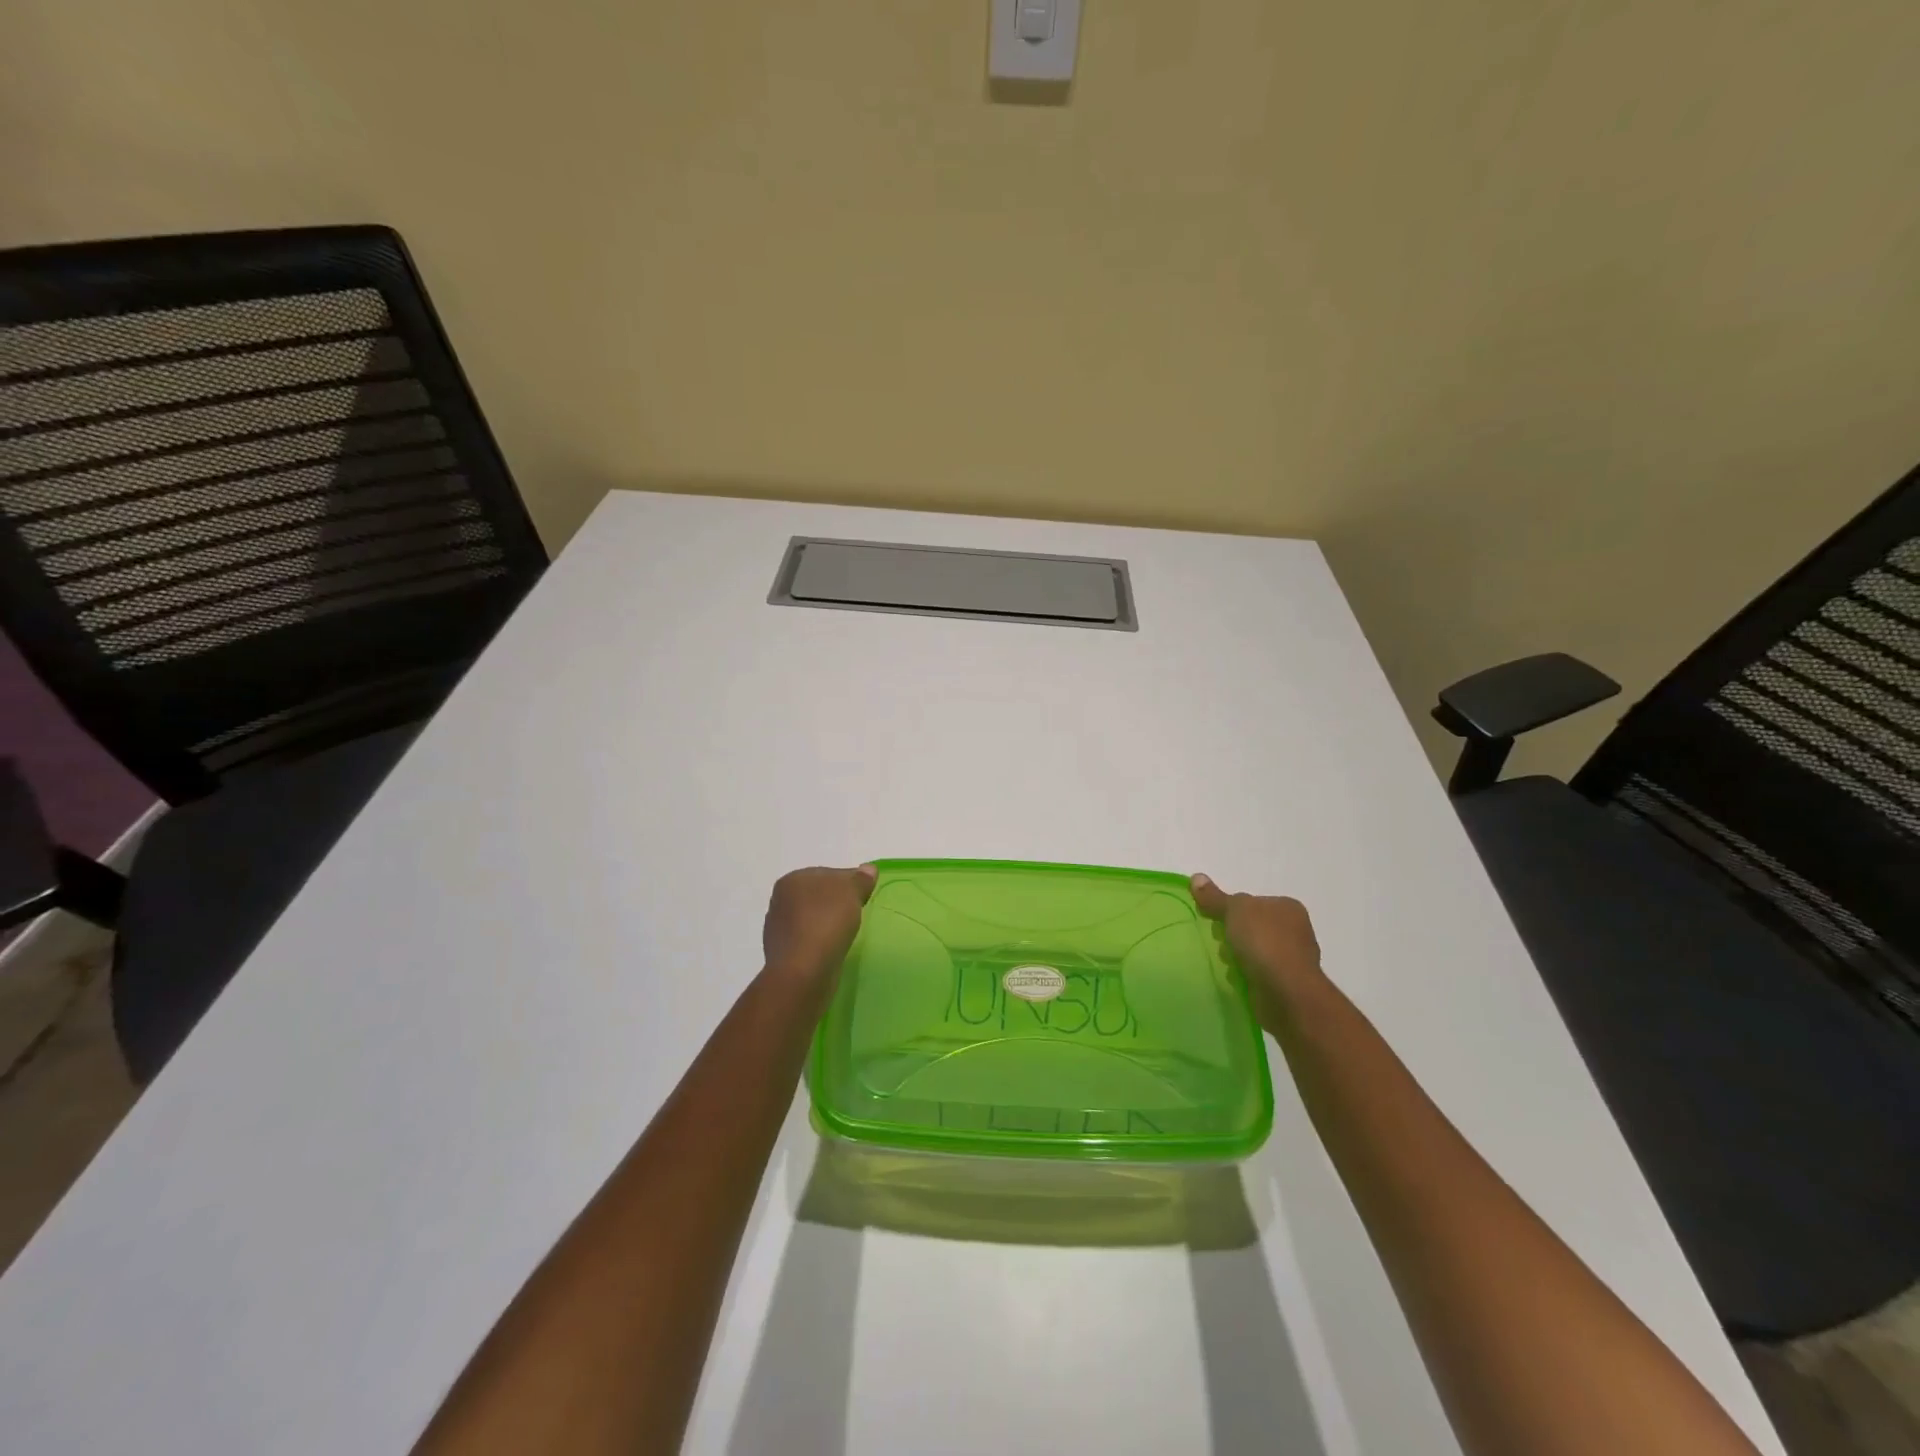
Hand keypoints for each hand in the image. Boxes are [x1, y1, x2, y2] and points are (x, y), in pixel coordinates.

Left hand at [761, 865, 877, 987]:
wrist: (802, 973)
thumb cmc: (825, 923)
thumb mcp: (851, 893)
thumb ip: (860, 879)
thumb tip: (868, 869)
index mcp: (792, 880)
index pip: (828, 873)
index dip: (850, 882)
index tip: (866, 895)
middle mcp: (781, 901)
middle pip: (819, 896)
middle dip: (838, 903)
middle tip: (859, 914)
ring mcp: (780, 929)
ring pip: (813, 919)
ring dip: (829, 924)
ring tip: (848, 934)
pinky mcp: (785, 954)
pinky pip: (810, 940)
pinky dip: (822, 943)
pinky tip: (834, 949)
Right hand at [1190, 873, 1326, 1029]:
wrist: (1287, 993)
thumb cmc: (1265, 943)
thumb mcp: (1235, 910)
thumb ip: (1215, 897)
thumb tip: (1196, 877)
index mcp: (1288, 908)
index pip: (1253, 902)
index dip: (1232, 909)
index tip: (1217, 921)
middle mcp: (1295, 931)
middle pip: (1252, 927)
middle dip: (1232, 935)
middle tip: (1219, 942)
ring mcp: (1293, 960)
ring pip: (1253, 952)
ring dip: (1237, 957)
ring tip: (1225, 963)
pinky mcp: (1286, 985)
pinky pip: (1257, 974)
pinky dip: (1245, 976)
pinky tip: (1235, 978)